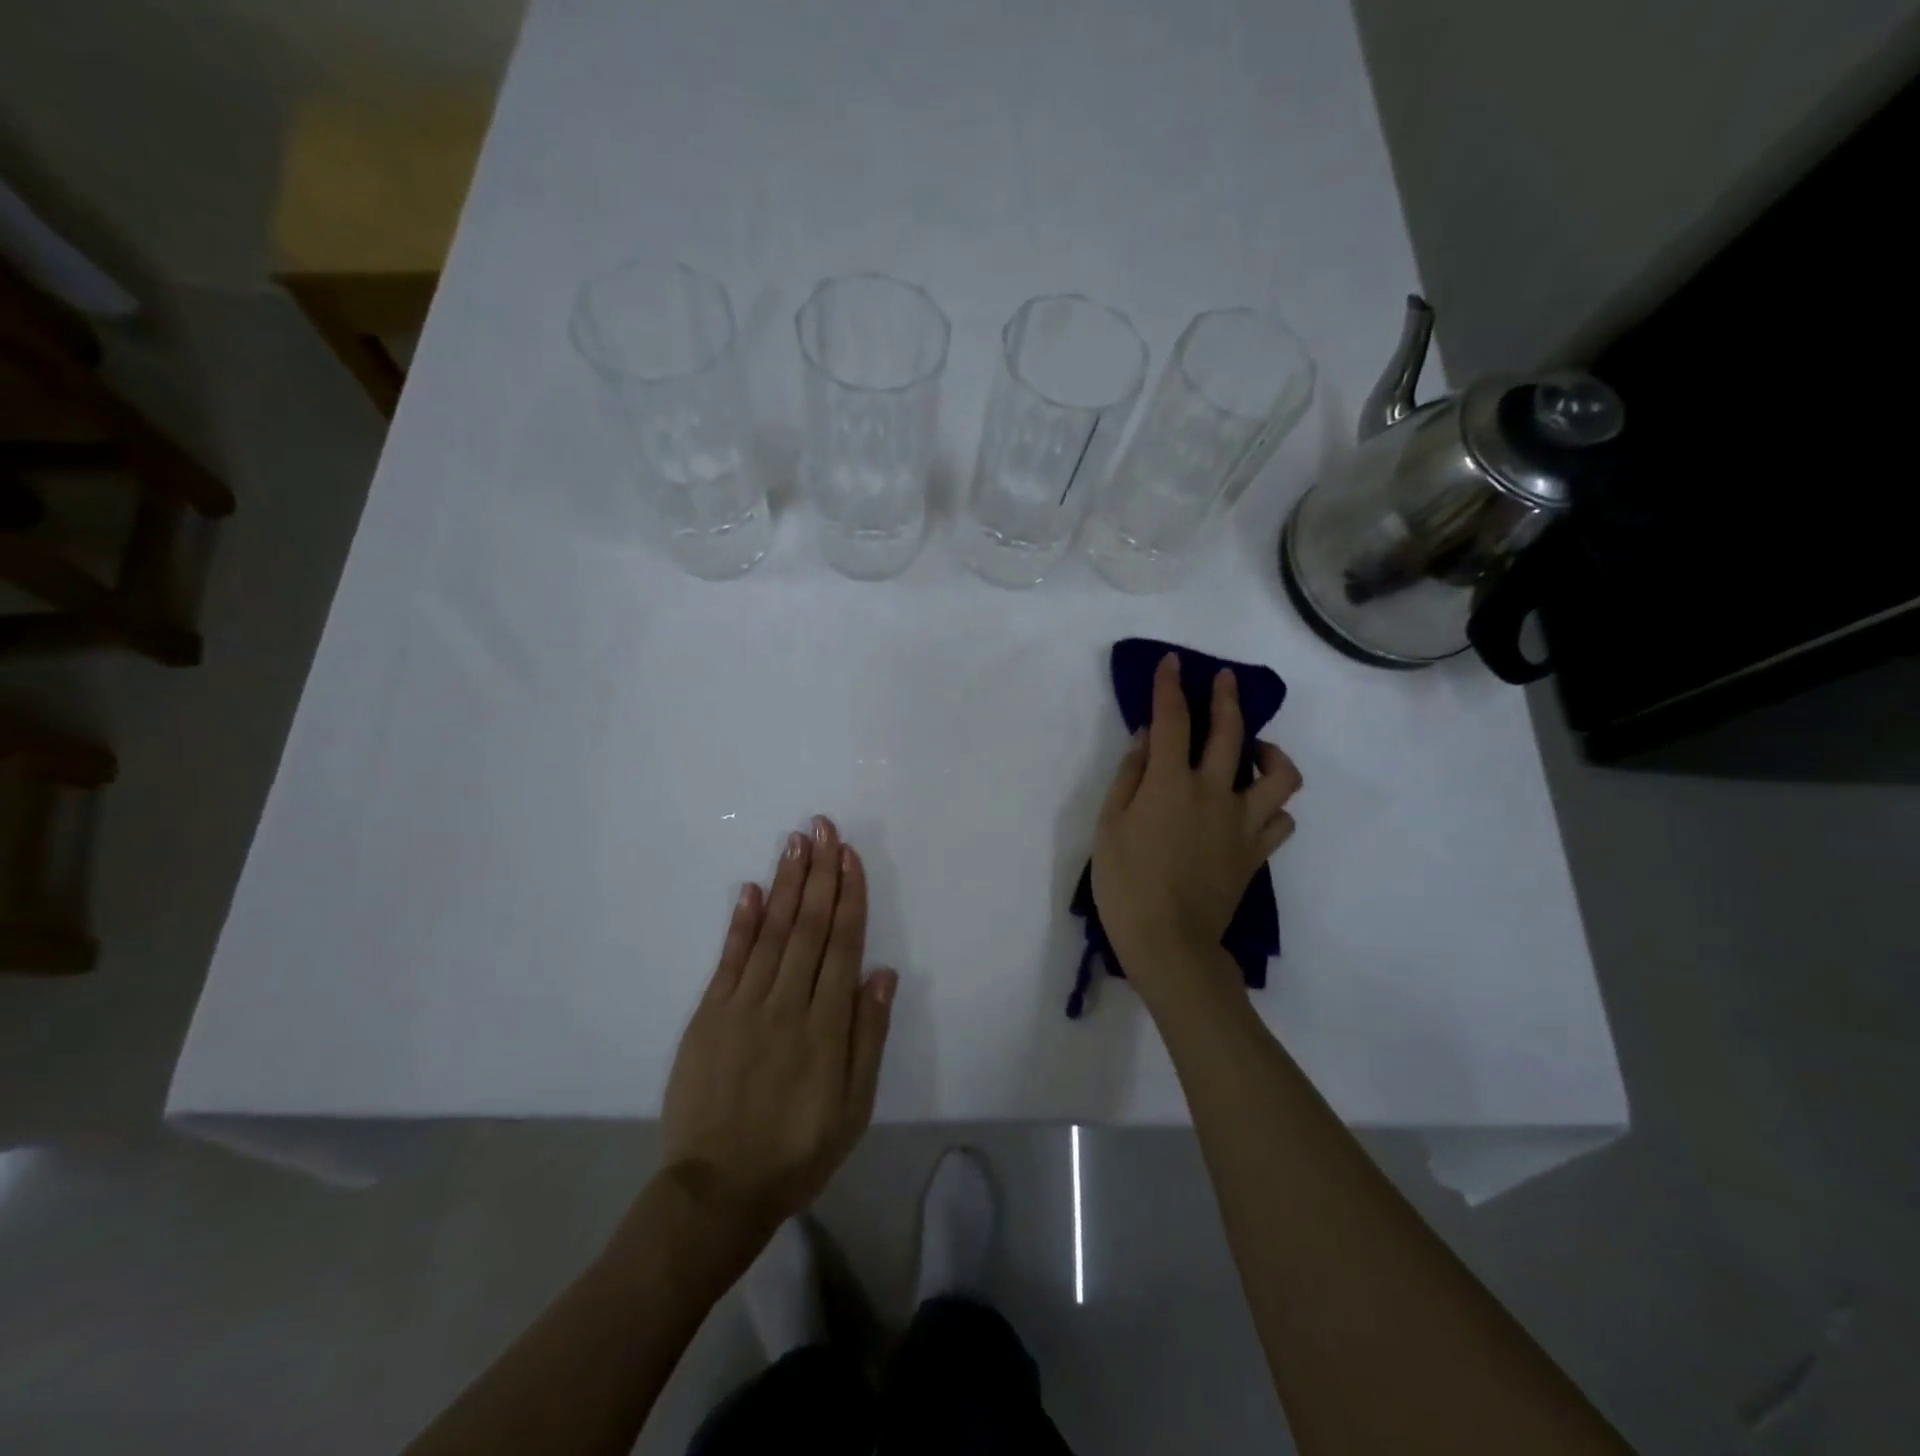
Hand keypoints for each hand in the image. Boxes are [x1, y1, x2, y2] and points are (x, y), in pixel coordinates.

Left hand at [659, 817, 895, 1258]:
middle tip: (822, 828)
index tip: (850, 856)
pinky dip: (741, 922)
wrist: (717, 1190)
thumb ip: (868, 1036)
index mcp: (826, 1025)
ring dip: (785, 884)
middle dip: (818, 873)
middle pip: (808, 926)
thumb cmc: (798, 1149)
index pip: (842, 945)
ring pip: (771, 933)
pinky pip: (728, 960)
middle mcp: (787, 1003)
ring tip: (795, 843)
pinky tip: (751, 890)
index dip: (848, 896)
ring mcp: (743, 1006)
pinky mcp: (709, 1016)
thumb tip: (882, 973)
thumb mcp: (854, 1107)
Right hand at [1091, 653, 1301, 1004]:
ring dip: (1271, 753)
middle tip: (1225, 680)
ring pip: (1280, 776)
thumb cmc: (1126, 884)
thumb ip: (1130, 776)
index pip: (1173, 720)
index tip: (1172, 663)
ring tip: (1255, 751)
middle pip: (1230, 733)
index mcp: (1171, 784)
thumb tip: (1147, 739)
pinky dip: (1272, 806)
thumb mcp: (1110, 826)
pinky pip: (1280, 820)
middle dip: (1227, 698)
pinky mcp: (1257, 853)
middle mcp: (1214, 793)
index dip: (1170, 687)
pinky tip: (1256, 806)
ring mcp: (1243, 823)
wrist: (1169, 944)